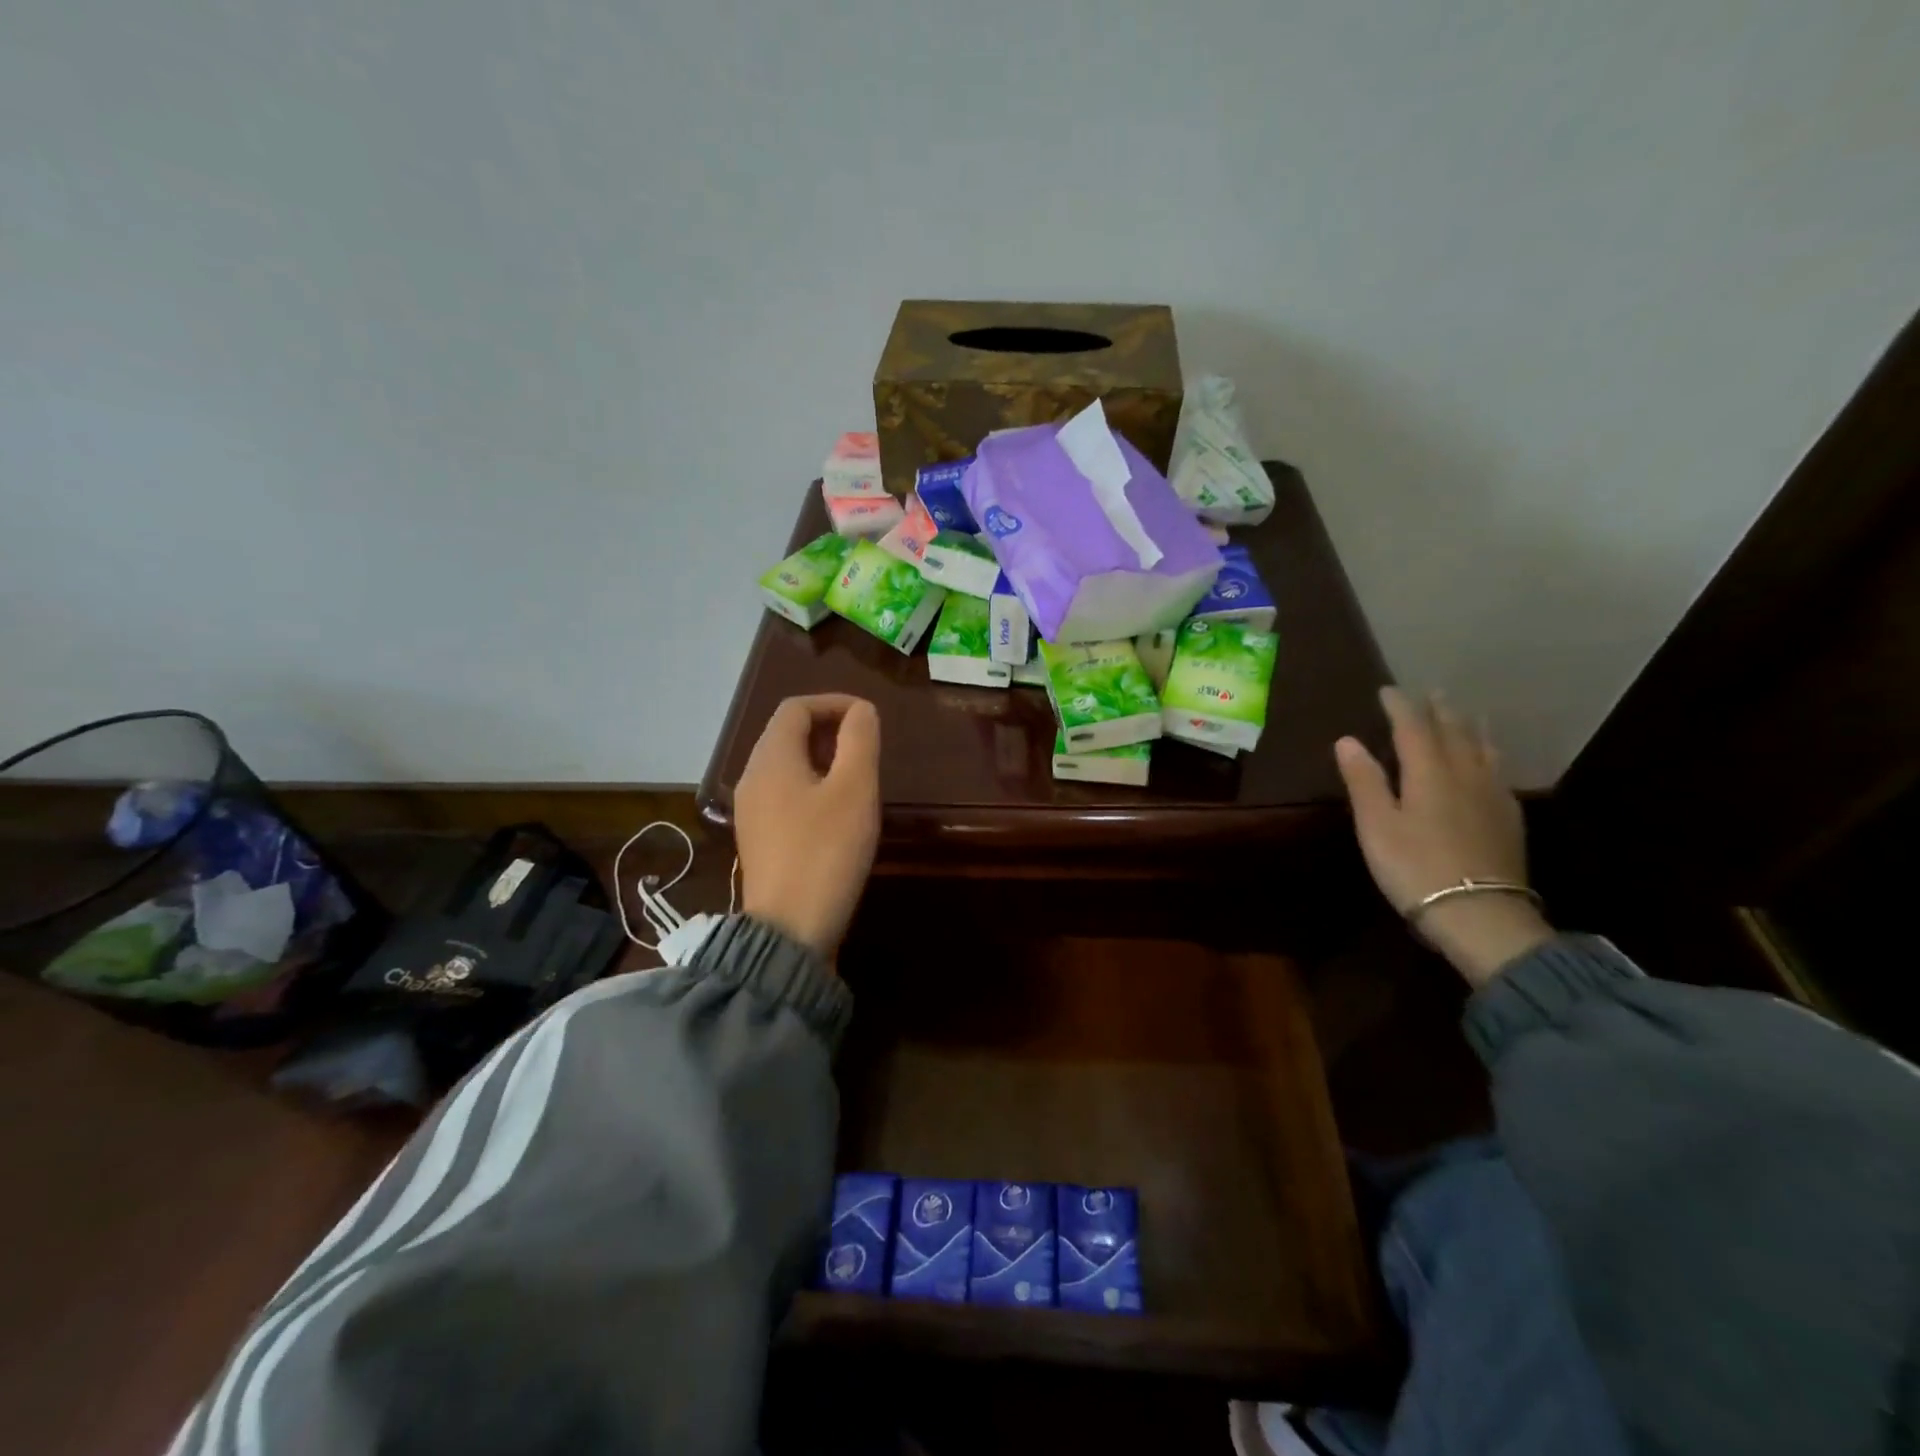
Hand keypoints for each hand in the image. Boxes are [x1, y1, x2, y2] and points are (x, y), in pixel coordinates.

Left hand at [735, 694, 881, 960]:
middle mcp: (752, 779)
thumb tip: (861, 711)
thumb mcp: (854, 790)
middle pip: (786, 734)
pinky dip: (811, 786)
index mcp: (770, 760)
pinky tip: (837, 812)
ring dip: (821, 758)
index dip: (833, 702)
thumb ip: (859, 741)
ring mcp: (751, 812)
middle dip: (828, 729)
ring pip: (786, 766)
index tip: (868, 717)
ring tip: (857, 776)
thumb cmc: (825, 852)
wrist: (789, 931)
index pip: (795, 708)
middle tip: (866, 746)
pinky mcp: (759, 840)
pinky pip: (784, 794)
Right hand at [1335, 687, 1551, 986]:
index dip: (1399, 706)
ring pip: (1483, 749)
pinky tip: (1488, 764)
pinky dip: (1488, 755)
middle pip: (1453, 732)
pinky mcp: (1509, 819)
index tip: (1388, 690)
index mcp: (1429, 772)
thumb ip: (1364, 781)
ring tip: (1464, 715)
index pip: (1413, 727)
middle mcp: (1465, 774)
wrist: (1479, 914)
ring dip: (1469, 727)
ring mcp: (1493, 795)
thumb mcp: (1377, 825)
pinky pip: (1499, 772)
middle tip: (1430, 693)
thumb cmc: (1415, 867)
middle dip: (1439, 710)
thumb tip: (1347, 740)